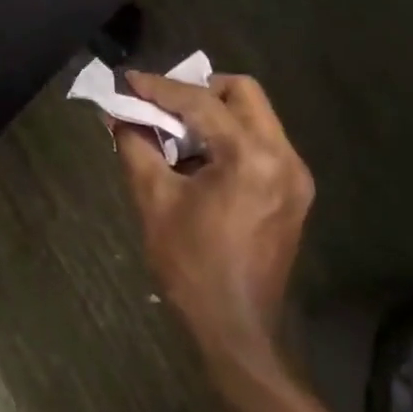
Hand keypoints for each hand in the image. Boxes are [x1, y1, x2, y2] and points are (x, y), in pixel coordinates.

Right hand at [114, 72, 314, 373]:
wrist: (237, 330)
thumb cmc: (191, 266)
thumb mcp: (154, 200)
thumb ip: (135, 146)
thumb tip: (117, 114)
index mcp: (250, 158)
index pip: (201, 103)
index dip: (160, 88)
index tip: (129, 80)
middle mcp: (283, 156)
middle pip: (242, 93)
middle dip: (197, 91)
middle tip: (161, 105)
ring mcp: (295, 174)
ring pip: (254, 114)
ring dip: (214, 113)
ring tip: (175, 132)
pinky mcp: (294, 190)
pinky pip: (260, 141)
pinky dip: (229, 136)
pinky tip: (199, 158)